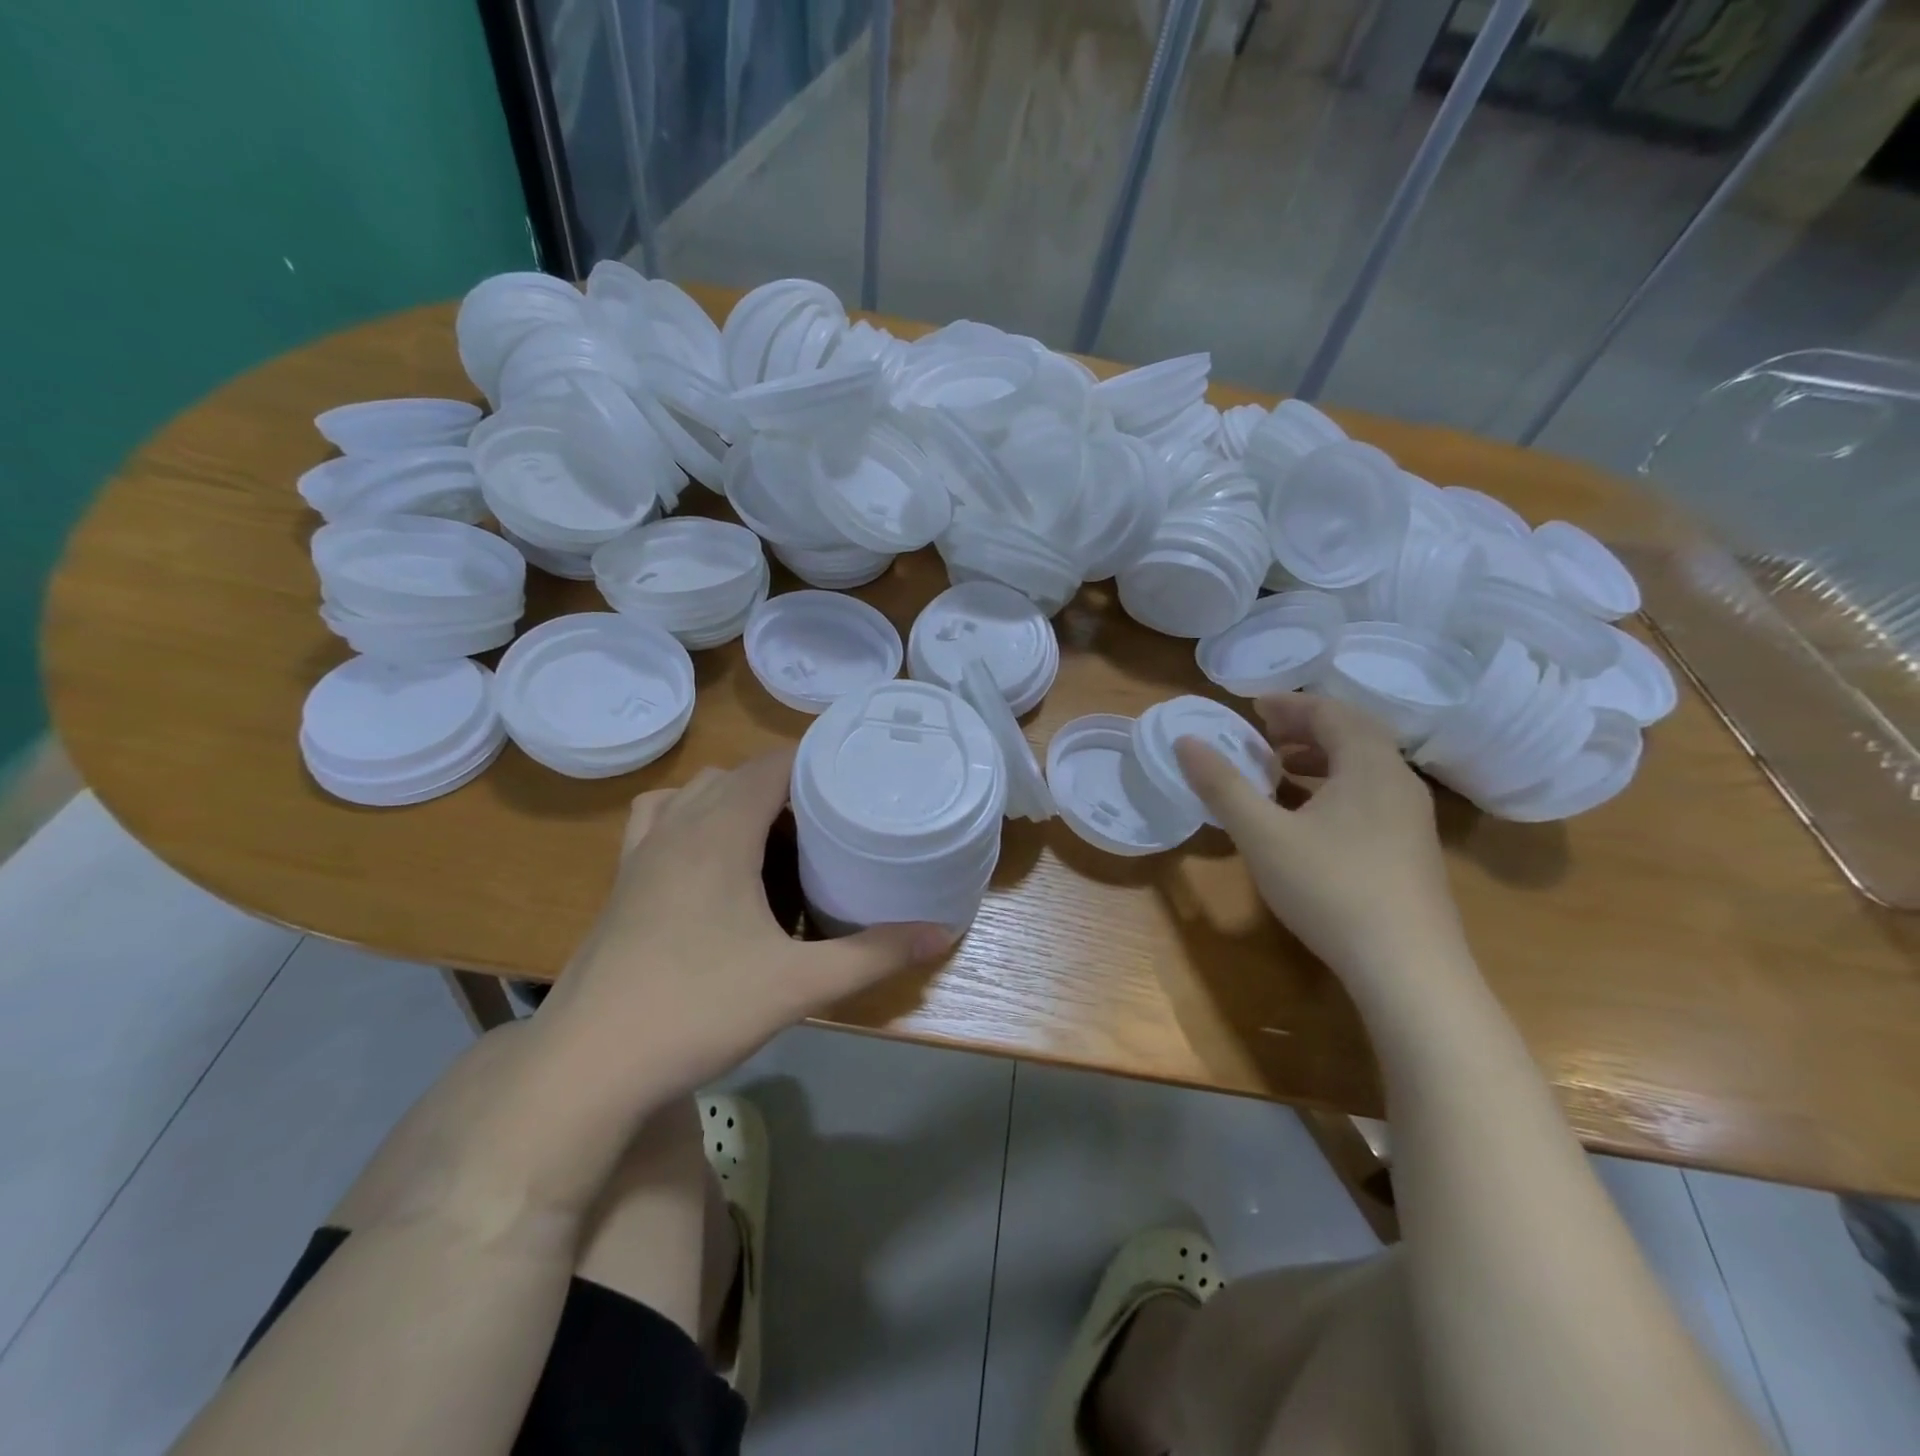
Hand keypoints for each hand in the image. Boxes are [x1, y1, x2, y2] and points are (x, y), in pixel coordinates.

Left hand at [540, 748, 952, 1096]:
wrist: (588, 1066)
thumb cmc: (698, 1010)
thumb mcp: (800, 984)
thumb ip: (874, 955)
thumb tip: (944, 933)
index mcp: (719, 833)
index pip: (771, 765)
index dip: (813, 762)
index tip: (854, 778)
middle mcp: (677, 827)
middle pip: (737, 775)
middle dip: (784, 787)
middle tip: (828, 824)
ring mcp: (641, 853)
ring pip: (694, 793)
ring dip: (734, 799)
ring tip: (773, 838)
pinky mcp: (621, 882)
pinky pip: (658, 821)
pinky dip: (688, 819)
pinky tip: (709, 862)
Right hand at [1174, 694, 1465, 982]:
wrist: (1408, 968)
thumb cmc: (1330, 888)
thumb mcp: (1262, 834)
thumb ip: (1222, 785)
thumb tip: (1185, 741)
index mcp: (1368, 764)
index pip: (1330, 712)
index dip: (1289, 705)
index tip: (1252, 707)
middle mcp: (1398, 780)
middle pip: (1353, 734)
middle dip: (1305, 727)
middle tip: (1264, 734)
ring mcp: (1412, 817)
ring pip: (1365, 767)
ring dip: (1322, 757)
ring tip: (1281, 769)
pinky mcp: (1412, 849)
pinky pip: (1371, 794)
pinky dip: (1336, 786)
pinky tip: (1310, 817)